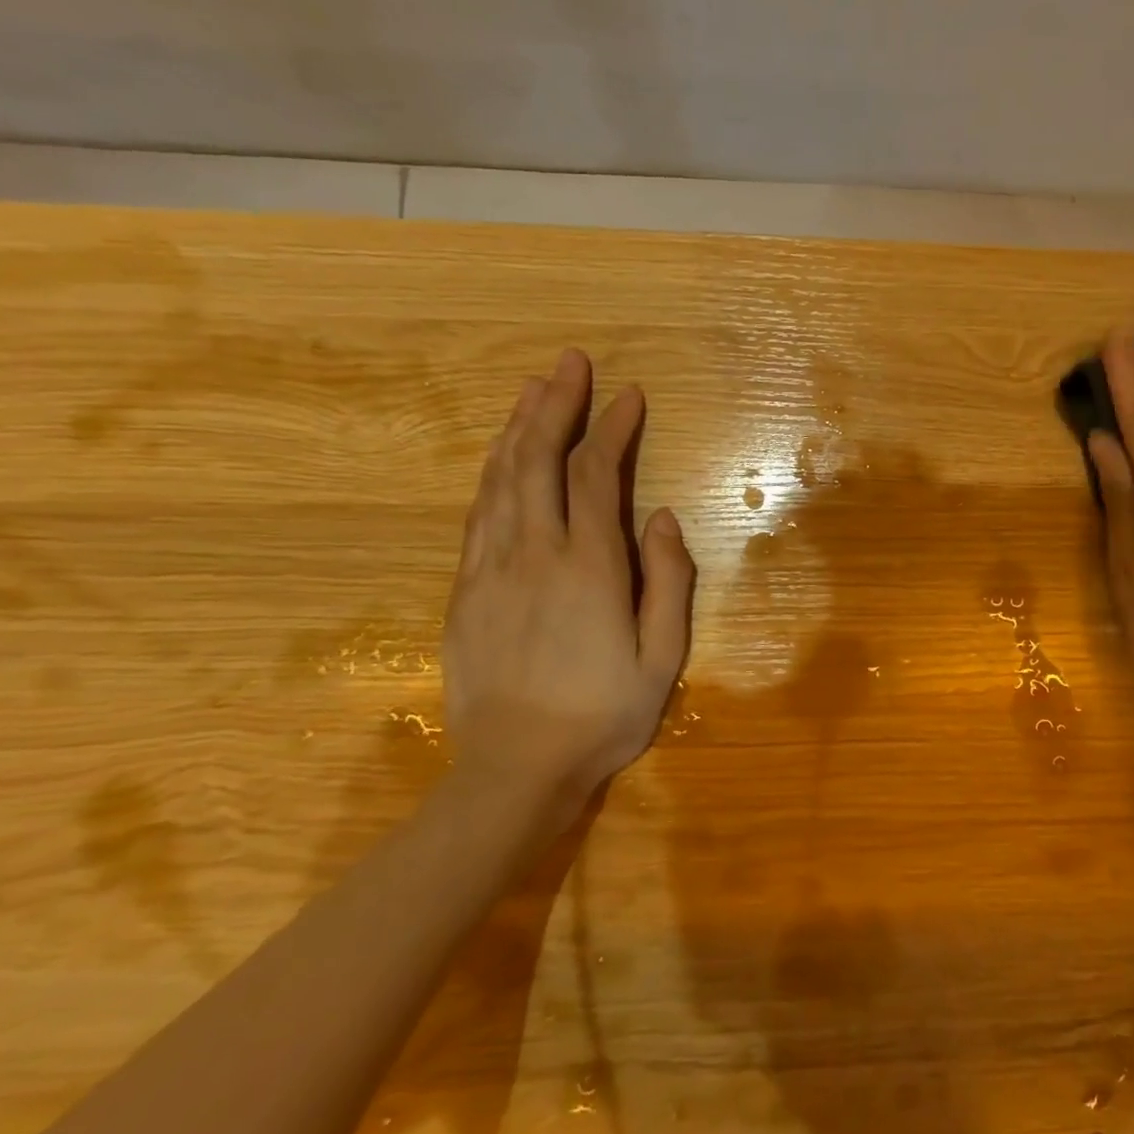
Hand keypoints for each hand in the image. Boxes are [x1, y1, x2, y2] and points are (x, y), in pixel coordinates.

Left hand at [442, 349, 694, 823]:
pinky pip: (478, 514)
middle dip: (555, 405)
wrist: (513, 771)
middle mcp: (534, 554)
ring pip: (500, 480)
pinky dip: (493, 473)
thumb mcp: (663, 658)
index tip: (629, 395)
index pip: (598, 476)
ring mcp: (491, 569)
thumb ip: (668, 582)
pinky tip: (502, 458)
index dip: (613, 429)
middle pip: (538, 460)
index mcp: (589, 567)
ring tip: (533, 389)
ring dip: (518, 428)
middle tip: (568, 362)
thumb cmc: (602, 716)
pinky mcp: (465, 590)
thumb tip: (663, 519)